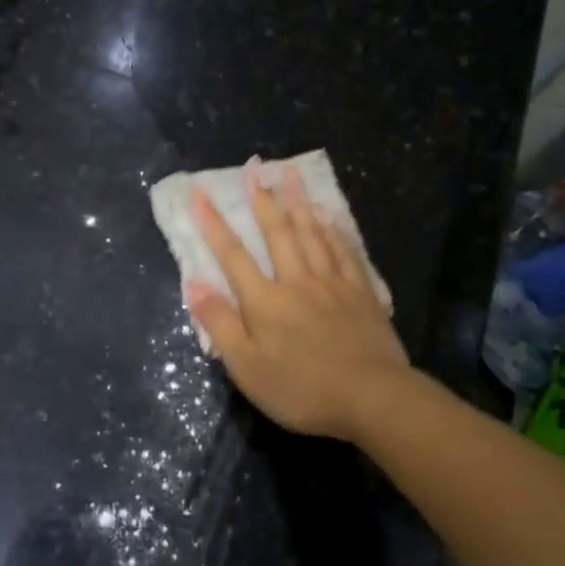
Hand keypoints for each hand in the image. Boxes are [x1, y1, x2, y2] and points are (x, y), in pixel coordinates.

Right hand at [187, 167, 411, 441]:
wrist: (370, 397)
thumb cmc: (300, 388)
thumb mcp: (246, 366)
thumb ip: (220, 323)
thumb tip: (194, 284)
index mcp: (265, 300)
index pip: (233, 255)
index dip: (214, 224)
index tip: (200, 194)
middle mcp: (297, 281)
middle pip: (278, 233)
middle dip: (262, 200)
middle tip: (255, 168)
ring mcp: (333, 284)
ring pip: (313, 234)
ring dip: (298, 203)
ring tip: (289, 176)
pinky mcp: (361, 293)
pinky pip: (345, 251)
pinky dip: (334, 230)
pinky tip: (330, 216)